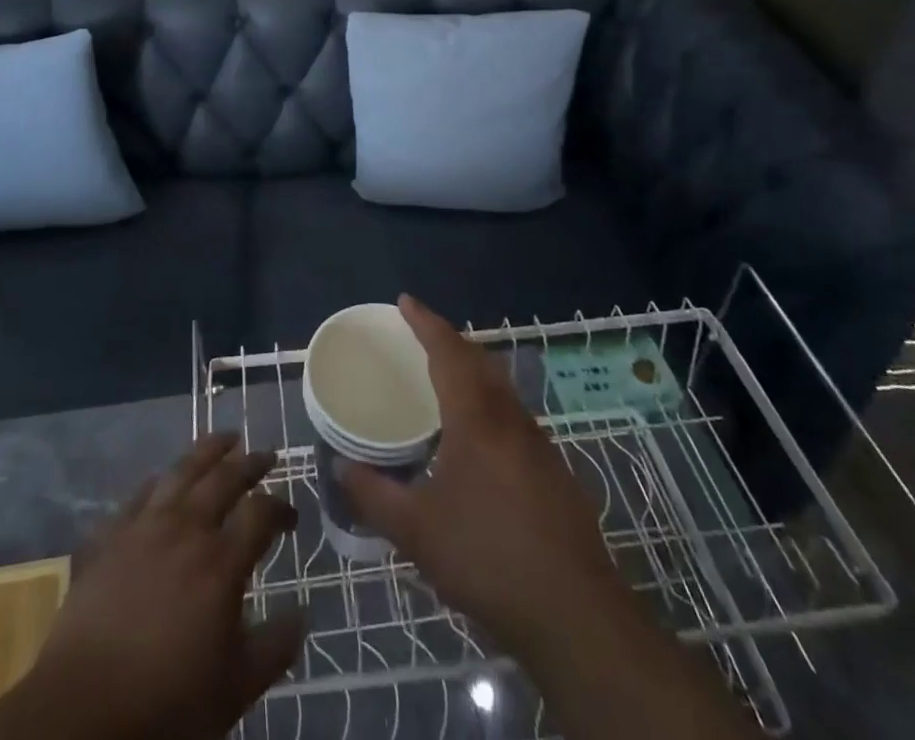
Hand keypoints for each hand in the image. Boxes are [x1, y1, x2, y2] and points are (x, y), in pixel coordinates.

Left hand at [0, 434, 303, 739]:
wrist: (81, 710)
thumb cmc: (165, 703)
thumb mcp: (234, 690)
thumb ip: (274, 648)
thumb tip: (303, 614)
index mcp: (221, 563)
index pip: (261, 514)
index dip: (281, 508)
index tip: (291, 517)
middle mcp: (186, 529)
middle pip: (224, 478)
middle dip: (250, 463)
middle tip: (266, 455)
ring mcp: (144, 526)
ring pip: (182, 471)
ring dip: (208, 451)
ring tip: (224, 440)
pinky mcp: (110, 535)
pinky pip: (139, 494)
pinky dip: (160, 481)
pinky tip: (164, 480)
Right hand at [338, 295, 626, 662]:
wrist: (575, 614)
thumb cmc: (488, 558)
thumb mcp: (417, 531)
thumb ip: (374, 495)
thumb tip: (339, 467)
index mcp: (476, 418)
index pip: (448, 351)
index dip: (425, 322)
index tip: (405, 301)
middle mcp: (510, 418)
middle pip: (479, 360)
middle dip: (450, 340)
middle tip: (420, 335)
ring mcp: (538, 444)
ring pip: (501, 386)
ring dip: (472, 369)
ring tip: (444, 377)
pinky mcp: (553, 471)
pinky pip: (513, 414)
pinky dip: (488, 401)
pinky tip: (478, 436)